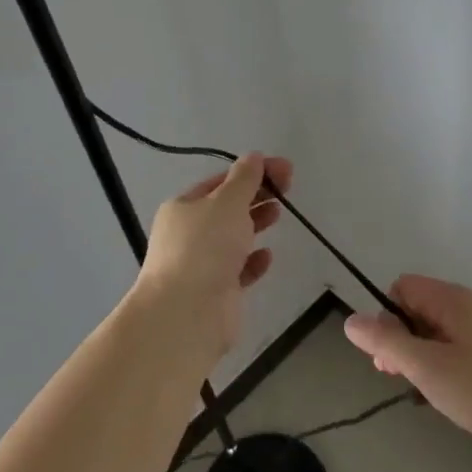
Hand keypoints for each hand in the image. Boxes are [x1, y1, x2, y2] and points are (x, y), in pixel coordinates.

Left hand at [130, 152, 291, 363]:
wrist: (187, 314)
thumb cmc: (205, 247)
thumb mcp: (227, 202)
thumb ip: (245, 178)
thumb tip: (253, 156)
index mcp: (183, 207)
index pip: (220, 181)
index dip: (252, 172)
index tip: (284, 169)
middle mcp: (188, 233)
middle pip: (227, 208)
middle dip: (256, 195)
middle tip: (288, 188)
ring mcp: (201, 264)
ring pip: (233, 237)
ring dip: (255, 223)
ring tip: (279, 214)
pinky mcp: (216, 292)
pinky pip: (238, 270)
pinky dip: (253, 261)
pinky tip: (268, 256)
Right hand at [344, 275, 471, 447]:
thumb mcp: (427, 368)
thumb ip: (387, 343)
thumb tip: (351, 320)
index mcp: (453, 299)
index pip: (403, 287)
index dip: (387, 318)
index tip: (388, 357)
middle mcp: (471, 304)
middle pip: (420, 308)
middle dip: (403, 340)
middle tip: (401, 379)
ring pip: (440, 331)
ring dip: (424, 356)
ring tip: (427, 393)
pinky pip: (461, 346)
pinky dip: (447, 364)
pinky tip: (453, 396)